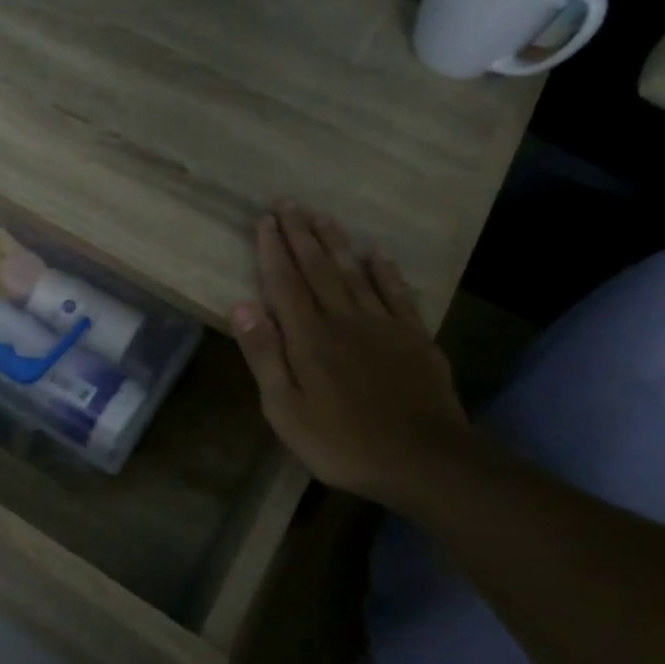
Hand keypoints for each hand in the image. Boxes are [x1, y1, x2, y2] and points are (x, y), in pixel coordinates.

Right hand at [232, 204, 469, 506]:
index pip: (285, 283)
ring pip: (355, 273)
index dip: (273, 250)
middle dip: (301, 234)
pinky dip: (384, 271)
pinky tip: (376, 255)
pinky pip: (396, 294)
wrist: (424, 461)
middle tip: (289, 202)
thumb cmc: (341, 442)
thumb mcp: (285, 408)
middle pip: (319, 268)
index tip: (265, 219)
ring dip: (336, 243)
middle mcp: (344, 319)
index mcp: (309, 337)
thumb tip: (240, 305)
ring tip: (322, 216)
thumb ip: (264, 354)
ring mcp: (384, 326)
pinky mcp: (414, 338)